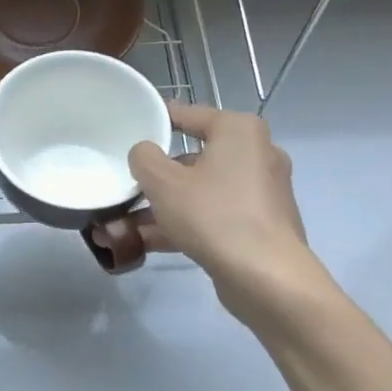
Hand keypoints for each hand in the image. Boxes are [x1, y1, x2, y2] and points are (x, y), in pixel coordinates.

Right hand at [128, 102, 314, 308]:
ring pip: (201, 190)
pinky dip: (185, 223)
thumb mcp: (163, 182)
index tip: (131, 129)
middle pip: (194, 157)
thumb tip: (145, 153)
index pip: (189, 114)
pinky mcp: (260, 224)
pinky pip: (214, 214)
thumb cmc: (213, 215)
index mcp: (239, 131)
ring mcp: (262, 191)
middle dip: (157, 176)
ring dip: (165, 205)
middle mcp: (257, 154)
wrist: (265, 277)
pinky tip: (148, 242)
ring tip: (126, 223)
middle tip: (127, 184)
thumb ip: (144, 158)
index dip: (157, 120)